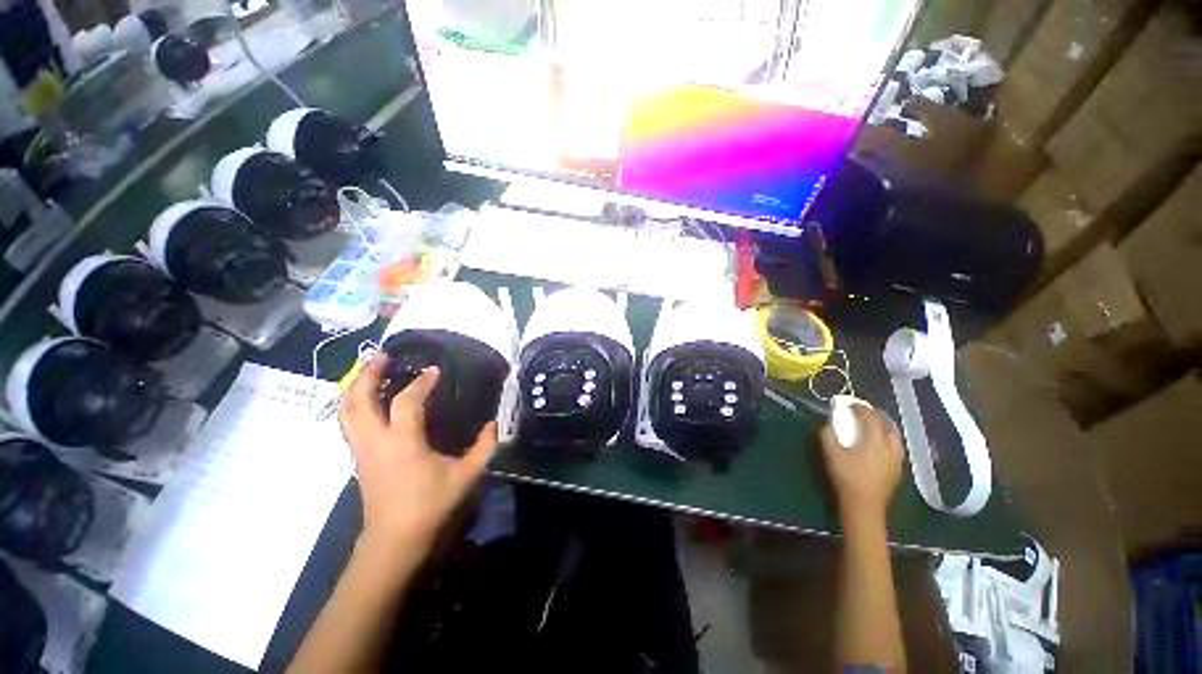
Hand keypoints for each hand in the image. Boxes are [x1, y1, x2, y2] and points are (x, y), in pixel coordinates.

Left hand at [339, 356, 496, 555]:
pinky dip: (356, 403)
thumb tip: (493, 424)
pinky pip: (349, 423)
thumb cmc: (429, 505)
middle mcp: (375, 442)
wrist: (394, 540)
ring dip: (356, 386)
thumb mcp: (466, 475)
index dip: (420, 382)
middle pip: (358, 401)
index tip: (434, 370)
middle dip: (367, 374)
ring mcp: (361, 450)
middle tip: (382, 356)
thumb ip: (484, 447)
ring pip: (346, 412)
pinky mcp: (359, 458)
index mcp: (402, 443)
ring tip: (371, 370)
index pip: (406, 402)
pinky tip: (371, 399)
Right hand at [820, 405, 903, 529]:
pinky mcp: (898, 468)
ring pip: (895, 435)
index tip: (849, 403)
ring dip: (884, 425)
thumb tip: (830, 423)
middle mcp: (890, 446)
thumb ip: (829, 434)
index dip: (860, 407)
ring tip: (872, 424)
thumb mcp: (831, 453)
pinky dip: (887, 437)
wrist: (864, 505)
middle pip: (887, 423)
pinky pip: (896, 445)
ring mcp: (897, 458)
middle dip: (875, 414)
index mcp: (874, 440)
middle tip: (862, 411)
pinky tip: (878, 442)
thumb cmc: (846, 476)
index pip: (870, 416)